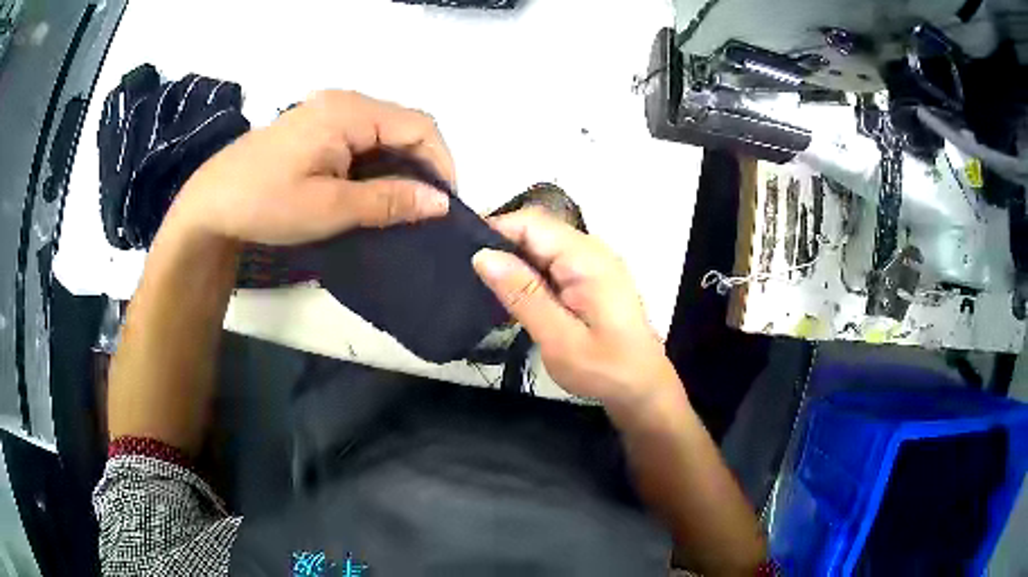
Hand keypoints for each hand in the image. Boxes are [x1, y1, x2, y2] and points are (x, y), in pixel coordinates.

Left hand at [171, 90, 453, 244]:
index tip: (445, 205)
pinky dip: (375, 164)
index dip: (441, 163)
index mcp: (349, 111)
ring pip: (383, 133)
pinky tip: (371, 191)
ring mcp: (327, 111)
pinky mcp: (316, 126)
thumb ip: (388, 200)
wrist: (211, 204)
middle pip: (403, 125)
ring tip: (402, 205)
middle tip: (424, 210)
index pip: (419, 125)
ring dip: (398, 166)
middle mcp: (343, 101)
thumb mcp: (330, 208)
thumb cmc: (266, 204)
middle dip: (422, 165)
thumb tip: (440, 203)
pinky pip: (361, 139)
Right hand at [472, 208, 680, 414]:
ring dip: (513, 260)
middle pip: (536, 229)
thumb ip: (522, 294)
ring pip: (541, 245)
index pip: (531, 223)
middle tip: (466, 274)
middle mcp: (591, 250)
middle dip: (500, 244)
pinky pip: (551, 261)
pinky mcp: (589, 276)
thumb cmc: (604, 368)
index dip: (494, 229)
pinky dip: (528, 272)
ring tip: (482, 284)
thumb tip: (482, 255)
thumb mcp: (558, 338)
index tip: (460, 251)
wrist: (641, 386)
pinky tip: (512, 293)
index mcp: (586, 258)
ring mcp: (592, 262)